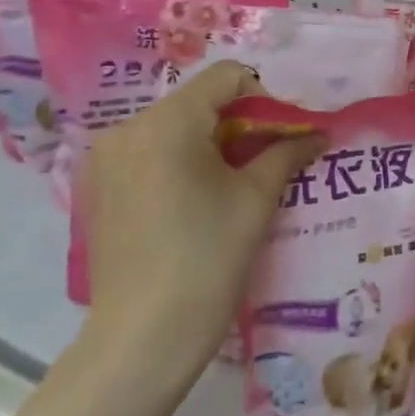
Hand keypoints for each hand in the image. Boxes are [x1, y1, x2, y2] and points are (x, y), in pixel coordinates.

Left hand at [75, 63, 323, 373]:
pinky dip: (177, 161)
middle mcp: (128, 127)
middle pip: (196, 101)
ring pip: (171, 127)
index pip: (225, 77)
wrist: (142, 338)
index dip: (264, 97)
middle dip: (237, 122)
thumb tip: (318, 133)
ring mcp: (105, 158)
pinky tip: (192, 202)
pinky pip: (147, 153)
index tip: (282, 135)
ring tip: (231, 184)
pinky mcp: (96, 187)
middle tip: (265, 159)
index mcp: (167, 122)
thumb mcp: (255, 201)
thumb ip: (286, 153)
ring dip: (207, 142)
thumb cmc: (207, 261)